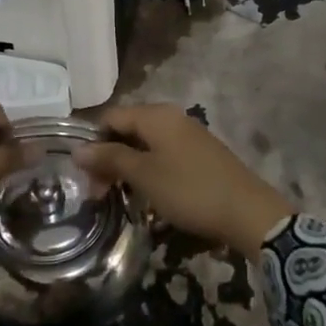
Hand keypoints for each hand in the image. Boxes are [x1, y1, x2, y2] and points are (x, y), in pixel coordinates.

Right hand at [78, 105, 293, 256]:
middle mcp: (171, 116)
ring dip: (128, 167)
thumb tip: (77, 149)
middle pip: (127, 129)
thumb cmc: (189, 190)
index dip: (93, 143)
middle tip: (99, 194)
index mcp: (156, 115)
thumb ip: (110, 158)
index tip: (85, 177)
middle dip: (109, 158)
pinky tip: (148, 194)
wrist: (247, 211)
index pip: (110, 117)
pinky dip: (149, 170)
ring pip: (145, 144)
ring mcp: (188, 134)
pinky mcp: (199, 153)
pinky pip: (163, 153)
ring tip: (120, 197)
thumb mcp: (144, 176)